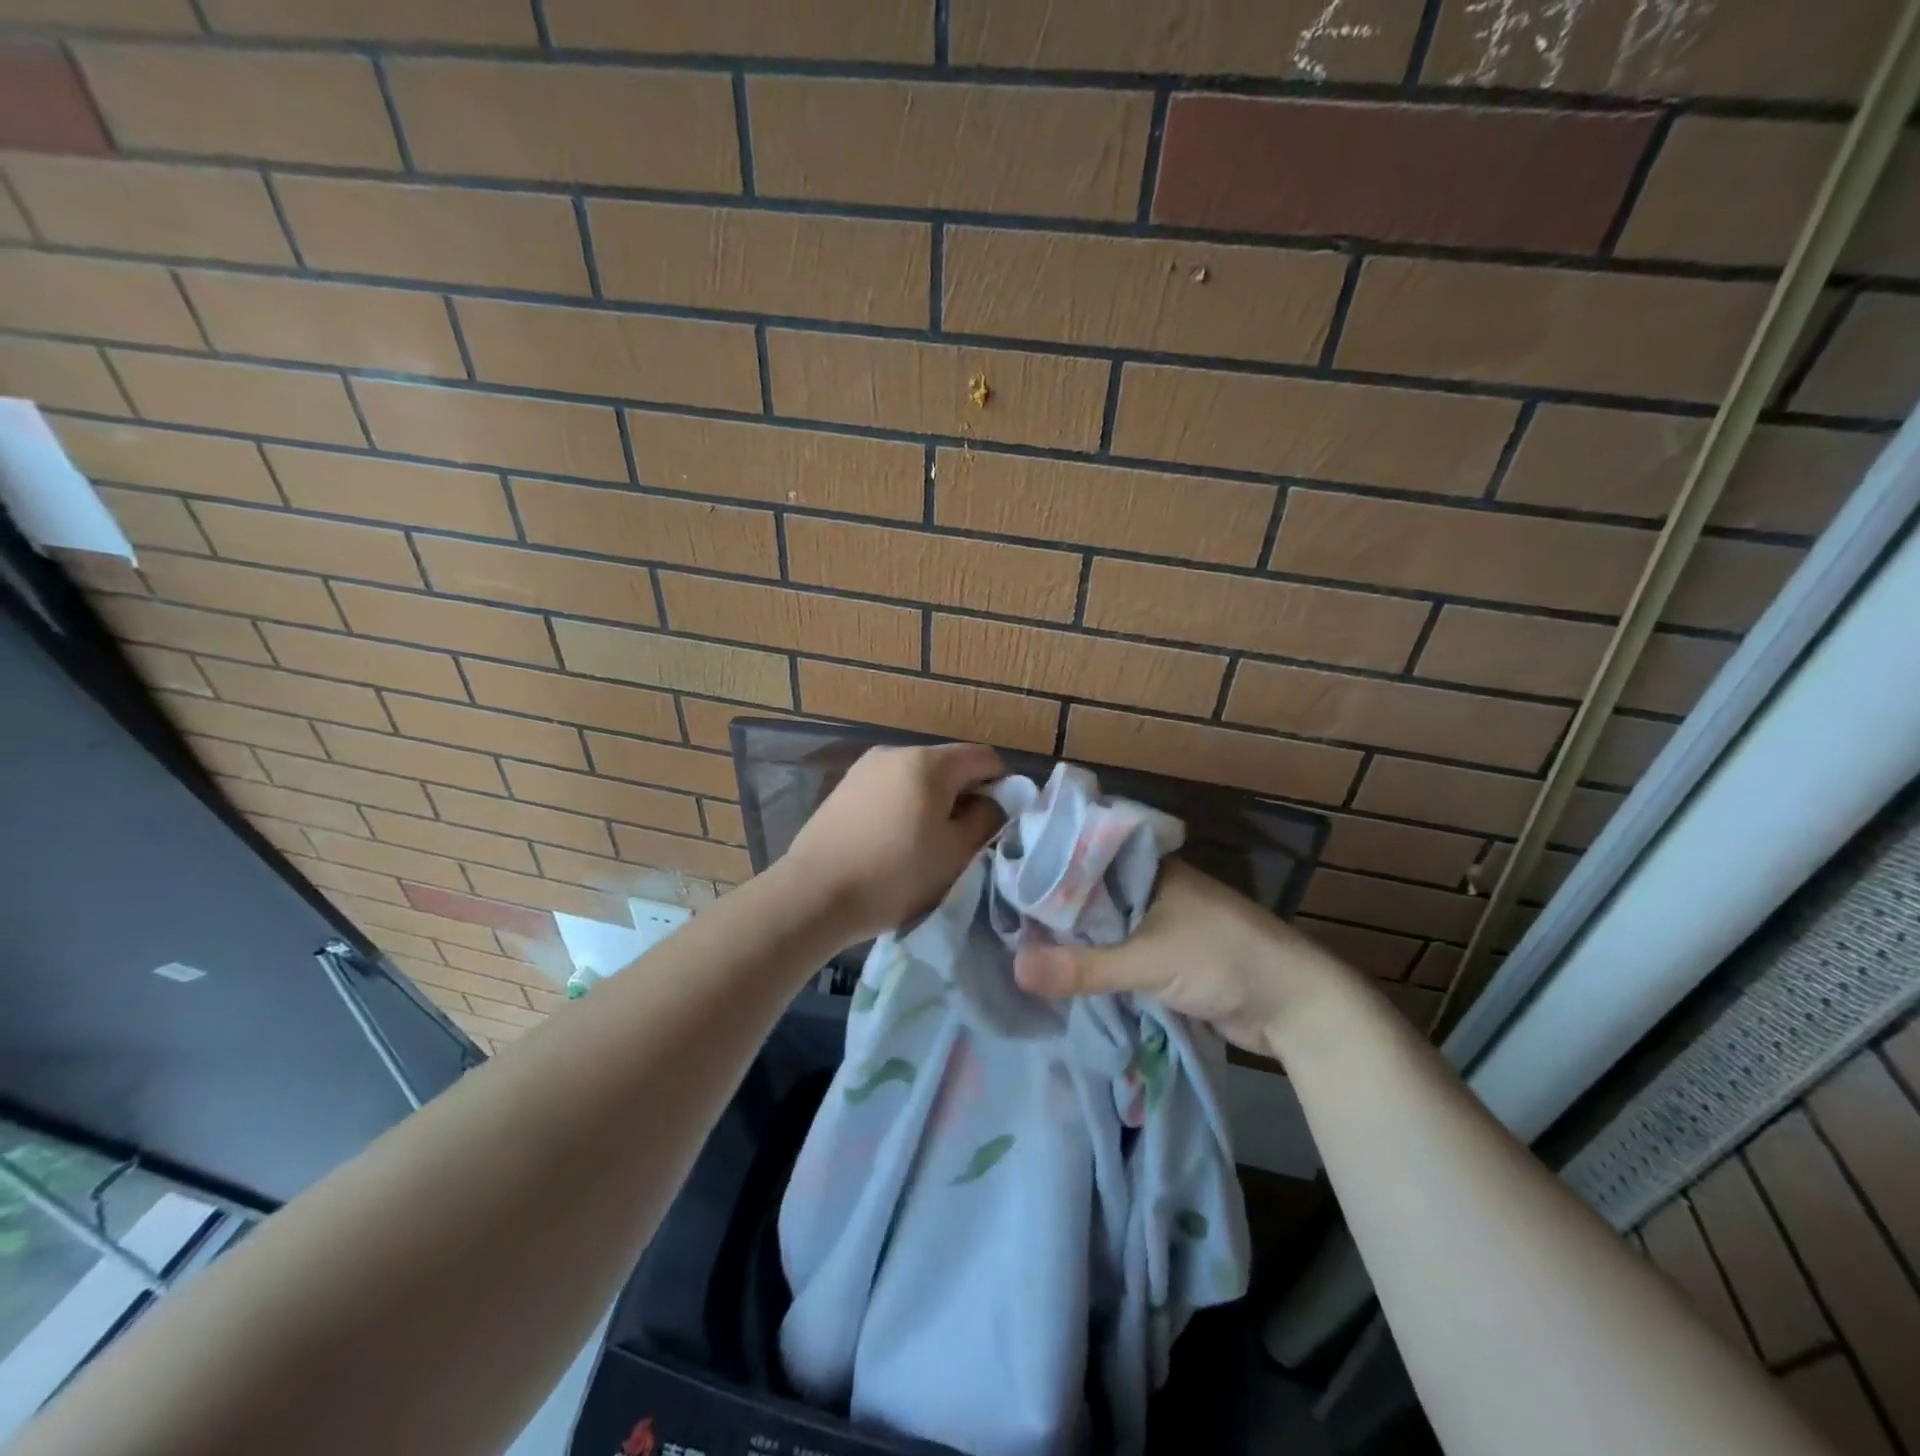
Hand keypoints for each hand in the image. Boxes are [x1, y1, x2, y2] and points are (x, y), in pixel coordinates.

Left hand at [782, 742, 1005, 944]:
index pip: (984, 758)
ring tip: (926, 843)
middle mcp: (896, 752)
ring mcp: (865, 768)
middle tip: (964, 839)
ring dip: (933, 802)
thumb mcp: (955, 853)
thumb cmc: (895, 874)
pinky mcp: (844, 787)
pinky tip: (894, 841)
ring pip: (918, 777)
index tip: (998, 822)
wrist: (813, 895)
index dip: (1002, 785)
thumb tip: (995, 801)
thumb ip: (986, 819)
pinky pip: (890, 788)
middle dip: (965, 795)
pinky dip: (904, 806)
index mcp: (929, 762)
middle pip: (949, 765)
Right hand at [1011, 860, 1354, 1056]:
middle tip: (997, 920)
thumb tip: (1015, 968)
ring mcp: (1158, 922)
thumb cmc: (1223, 959)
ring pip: (1102, 926)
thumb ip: (1084, 967)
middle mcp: (1149, 887)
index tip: (997, 881)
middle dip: (1052, 910)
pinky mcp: (1165, 956)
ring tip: (1015, 946)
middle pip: (1088, 895)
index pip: (1082, 857)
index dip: (1044, 869)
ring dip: (1071, 940)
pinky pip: (1117, 954)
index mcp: (1147, 868)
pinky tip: (1058, 971)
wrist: (1294, 1005)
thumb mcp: (1148, 960)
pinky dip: (1093, 963)